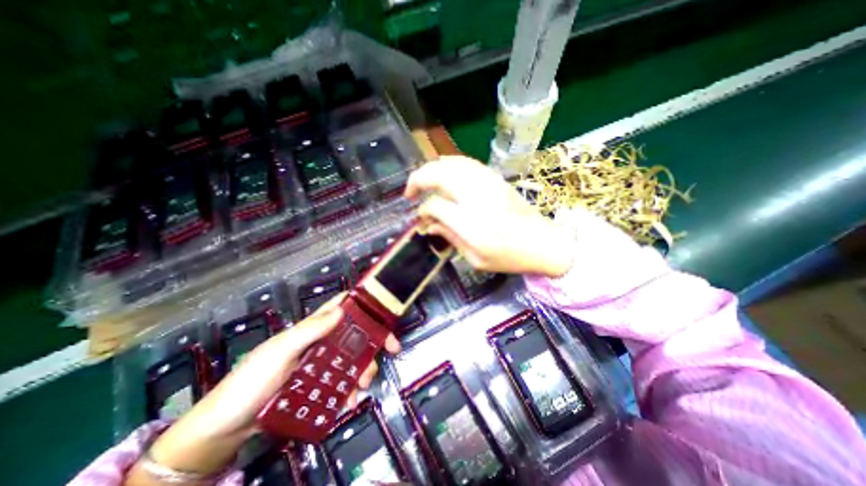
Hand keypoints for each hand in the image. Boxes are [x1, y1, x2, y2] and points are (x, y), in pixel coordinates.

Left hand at [126, 294, 402, 483]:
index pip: (341, 307)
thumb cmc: (250, 382)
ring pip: (352, 359)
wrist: (223, 431)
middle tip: (391, 349)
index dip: (363, 304)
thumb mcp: (279, 352)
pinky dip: (350, 390)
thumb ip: (308, 331)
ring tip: (364, 385)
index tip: (384, 311)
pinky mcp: (318, 386)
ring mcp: (320, 366)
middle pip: (354, 334)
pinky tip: (350, 400)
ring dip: (363, 369)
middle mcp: (320, 343)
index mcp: (312, 329)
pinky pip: (342, 383)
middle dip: (373, 340)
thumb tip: (341, 310)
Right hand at [406, 156, 572, 276]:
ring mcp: (487, 183)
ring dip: (431, 170)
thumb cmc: (509, 257)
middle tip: (410, 193)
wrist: (543, 242)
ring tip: (423, 182)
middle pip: (438, 174)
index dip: (423, 211)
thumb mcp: (476, 259)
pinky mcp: (495, 178)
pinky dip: (449, 165)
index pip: (435, 205)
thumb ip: (450, 238)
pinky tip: (443, 173)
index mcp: (471, 223)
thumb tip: (429, 225)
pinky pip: (466, 163)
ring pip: (451, 164)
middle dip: (418, 180)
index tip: (421, 218)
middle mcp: (476, 196)